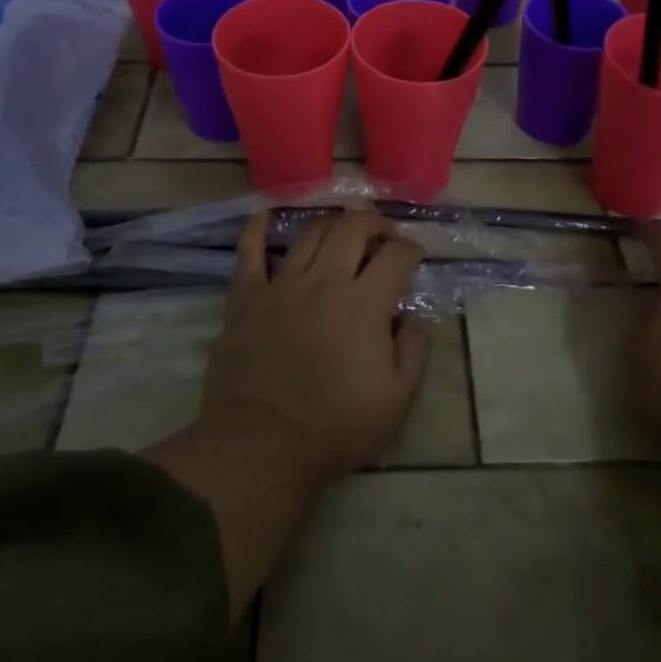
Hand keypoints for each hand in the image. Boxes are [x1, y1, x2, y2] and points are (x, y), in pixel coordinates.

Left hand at [199, 210, 429, 483]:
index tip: (414, 256)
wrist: (261, 446)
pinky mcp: (246, 297)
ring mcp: (281, 285)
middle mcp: (324, 281)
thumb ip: (414, 351)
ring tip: (340, 231)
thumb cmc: (335, 427)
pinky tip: (262, 215)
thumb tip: (409, 319)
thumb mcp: (397, 400)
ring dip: (331, 224)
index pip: (396, 255)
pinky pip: (249, 252)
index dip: (411, 249)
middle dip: (373, 223)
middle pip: (352, 228)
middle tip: (381, 235)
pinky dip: (256, 230)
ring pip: (309, 233)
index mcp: (364, 304)